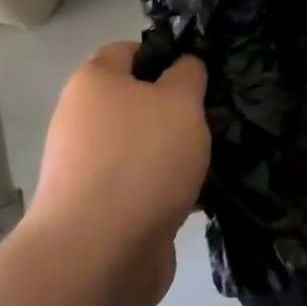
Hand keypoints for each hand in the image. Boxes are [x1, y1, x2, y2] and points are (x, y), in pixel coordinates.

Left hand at [24, 42, 209, 305]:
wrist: (99, 255)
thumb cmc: (141, 159)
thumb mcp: (179, 101)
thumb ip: (188, 74)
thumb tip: (184, 66)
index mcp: (94, 83)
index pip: (129, 50)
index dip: (166, 53)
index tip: (203, 69)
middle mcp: (84, 120)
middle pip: (139, 101)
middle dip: (180, 108)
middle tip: (218, 114)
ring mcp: (91, 168)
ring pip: (146, 145)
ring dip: (180, 150)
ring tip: (221, 154)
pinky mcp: (104, 209)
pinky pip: (146, 184)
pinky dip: (172, 186)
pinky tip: (205, 193)